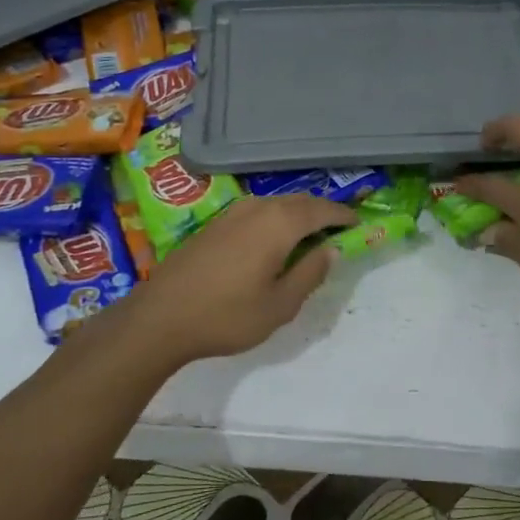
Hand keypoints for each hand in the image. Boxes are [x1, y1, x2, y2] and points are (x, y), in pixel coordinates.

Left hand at [120, 195, 358, 362]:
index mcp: (279, 224)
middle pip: (300, 202)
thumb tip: (331, 250)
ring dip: (298, 215)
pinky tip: (273, 242)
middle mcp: (258, 208)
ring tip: (309, 238)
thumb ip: (310, 274)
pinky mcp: (215, 224)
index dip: (343, 216)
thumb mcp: (280, 305)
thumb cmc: (227, 316)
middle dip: (322, 212)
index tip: (359, 224)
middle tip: (338, 231)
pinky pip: (258, 212)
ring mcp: (232, 213)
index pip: (322, 210)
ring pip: (277, 204)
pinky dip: (276, 220)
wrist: (160, 317)